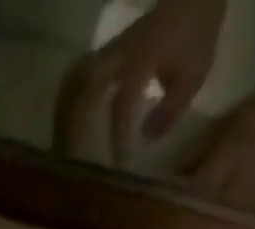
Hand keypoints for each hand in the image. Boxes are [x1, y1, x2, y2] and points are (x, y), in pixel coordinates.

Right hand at [53, 0, 225, 164]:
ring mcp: (108, 50)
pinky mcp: (104, 54)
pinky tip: (65, 124)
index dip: (117, 135)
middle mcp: (118, 53)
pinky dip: (68, 102)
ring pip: (75, 80)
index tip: (118, 164)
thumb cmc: (195, 37)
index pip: (122, 101)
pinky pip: (78, 78)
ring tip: (60, 144)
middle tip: (71, 158)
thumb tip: (144, 141)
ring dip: (64, 112)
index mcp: (141, 57)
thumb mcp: (192, 77)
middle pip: (84, 87)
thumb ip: (169, 110)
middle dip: (75, 124)